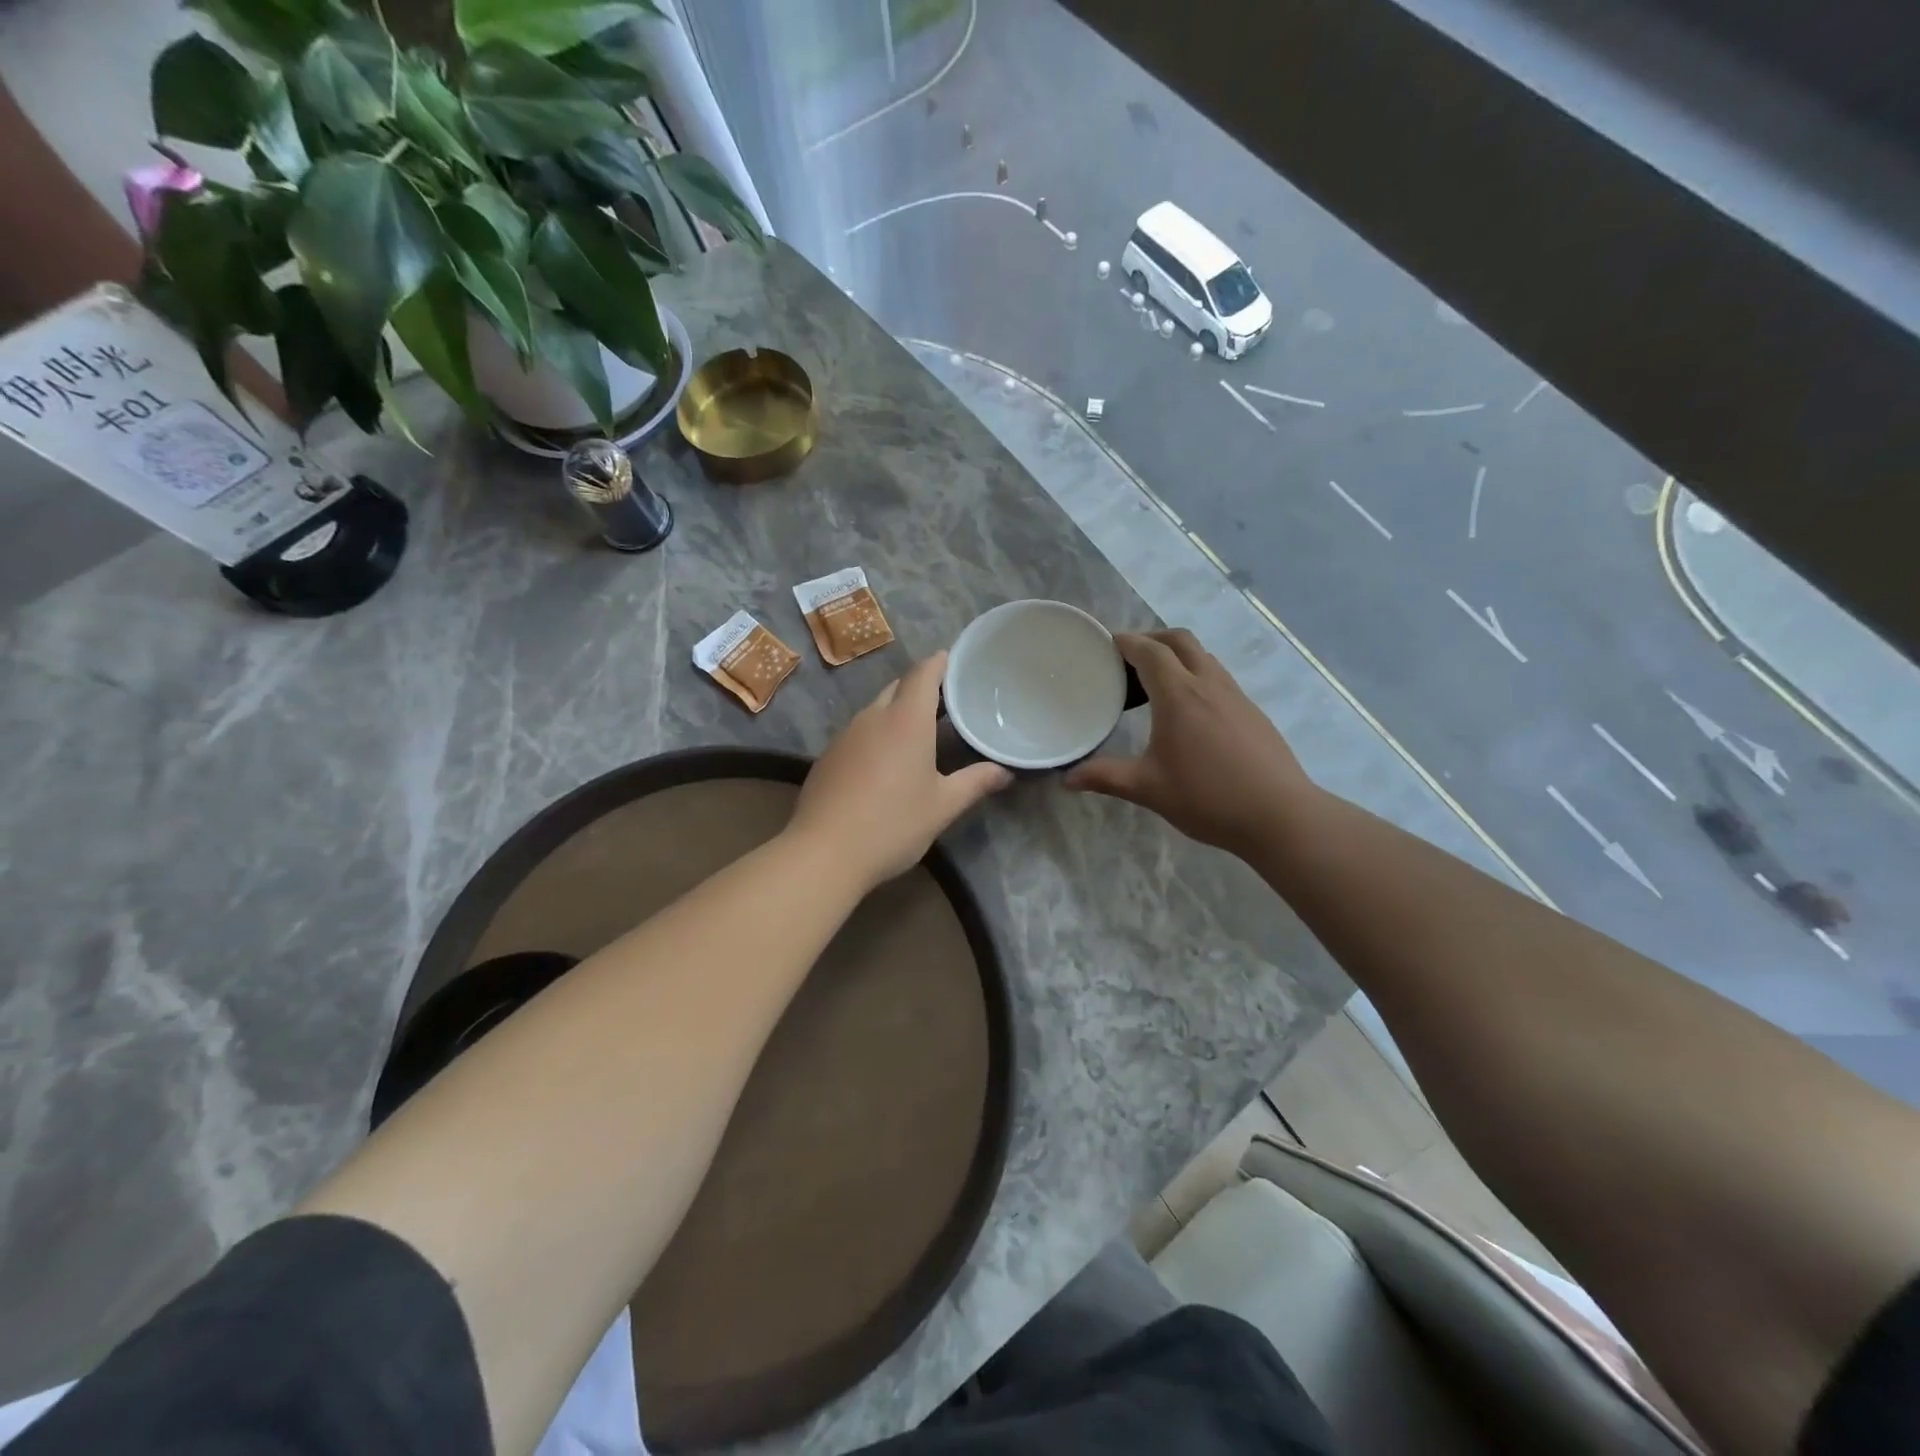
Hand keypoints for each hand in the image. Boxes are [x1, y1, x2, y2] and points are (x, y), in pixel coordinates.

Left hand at [790, 652, 1013, 891]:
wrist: (823, 852)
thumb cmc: (893, 824)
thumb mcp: (942, 806)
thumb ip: (975, 783)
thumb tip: (1005, 772)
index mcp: (905, 720)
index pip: (923, 674)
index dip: (939, 663)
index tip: (952, 660)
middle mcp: (873, 718)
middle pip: (897, 688)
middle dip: (919, 688)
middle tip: (944, 702)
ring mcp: (845, 736)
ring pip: (875, 710)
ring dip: (896, 712)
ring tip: (918, 732)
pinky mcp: (827, 757)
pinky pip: (858, 733)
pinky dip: (876, 735)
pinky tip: (884, 762)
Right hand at [1066, 630, 1314, 855]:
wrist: (1279, 815)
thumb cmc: (1207, 797)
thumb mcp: (1148, 789)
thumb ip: (1105, 778)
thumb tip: (1067, 779)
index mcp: (1179, 694)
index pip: (1149, 651)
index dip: (1126, 642)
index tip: (1105, 644)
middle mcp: (1208, 684)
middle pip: (1180, 640)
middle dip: (1152, 639)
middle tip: (1128, 658)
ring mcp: (1235, 695)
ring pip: (1203, 657)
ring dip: (1177, 656)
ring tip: (1154, 683)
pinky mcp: (1252, 712)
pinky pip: (1218, 677)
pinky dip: (1196, 676)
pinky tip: (1189, 712)